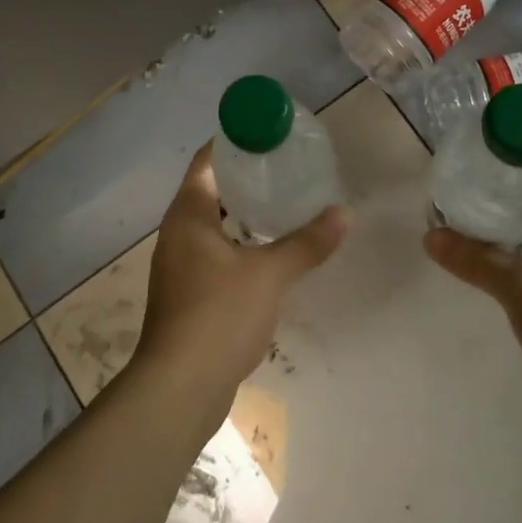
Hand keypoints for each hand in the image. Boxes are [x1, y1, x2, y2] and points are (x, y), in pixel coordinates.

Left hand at [130, 143, 348, 424]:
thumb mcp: (269, 274)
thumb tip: (344, 214)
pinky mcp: (186, 296)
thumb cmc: (218, 315)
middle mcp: (177, 234)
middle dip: (244, 178)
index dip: (233, 142)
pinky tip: (268, 254)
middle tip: (284, 168)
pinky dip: (239, 244)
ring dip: (242, 213)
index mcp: (188, 215)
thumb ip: (306, 242)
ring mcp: (179, 267)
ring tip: (283, 206)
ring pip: (212, 225)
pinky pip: (214, 254)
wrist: (179, 388)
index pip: (206, 161)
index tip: (267, 134)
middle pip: (209, 190)